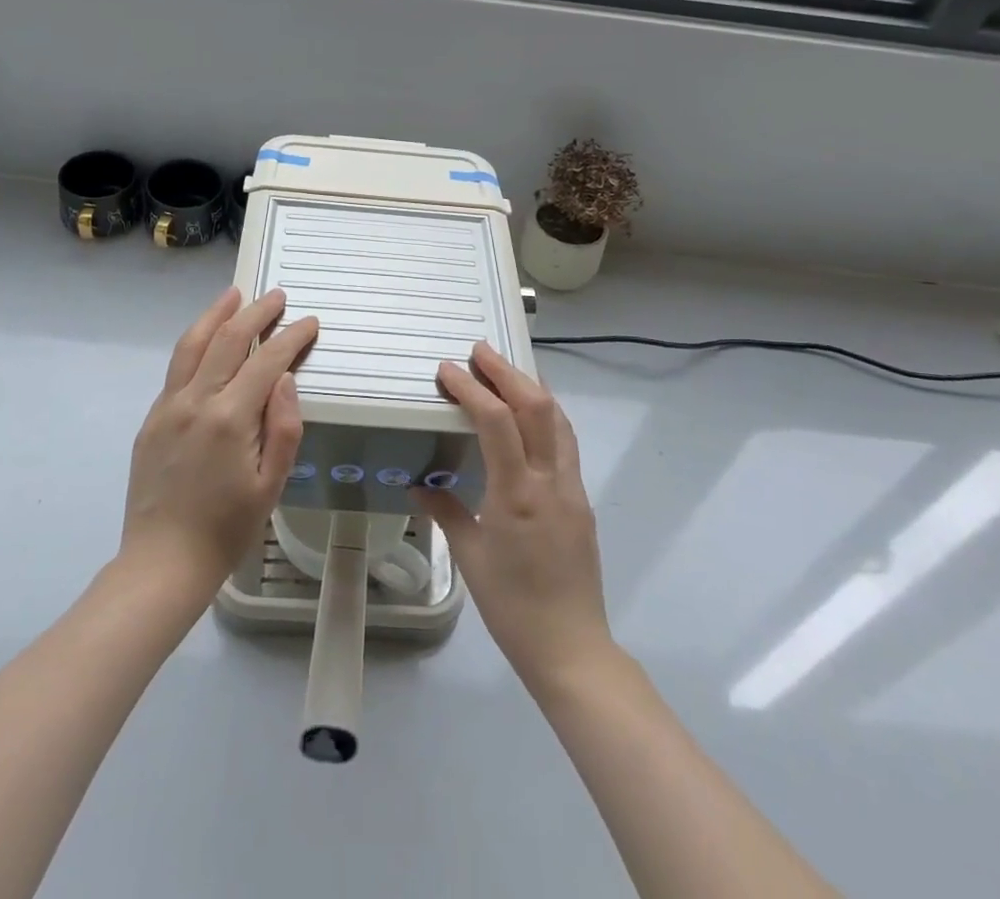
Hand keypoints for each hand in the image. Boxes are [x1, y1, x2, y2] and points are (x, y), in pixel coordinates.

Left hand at [120, 287, 318, 599]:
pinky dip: (195, 342)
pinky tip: (206, 339)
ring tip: (234, 295)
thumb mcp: (271, 486)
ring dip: (216, 314)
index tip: (309, 322)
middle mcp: (196, 400)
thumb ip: (284, 427)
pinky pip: (176, 368)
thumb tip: (287, 379)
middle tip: (277, 296)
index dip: (291, 337)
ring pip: (192, 344)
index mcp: (230, 418)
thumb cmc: (227, 529)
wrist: (162, 563)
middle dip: (257, 312)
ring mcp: (168, 407)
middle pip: (228, 339)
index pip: (266, 361)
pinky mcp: (152, 418)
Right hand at [415, 343, 611, 688]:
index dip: (472, 388)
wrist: (571, 648)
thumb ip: (445, 511)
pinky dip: (546, 414)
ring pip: (558, 419)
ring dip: (532, 387)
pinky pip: (565, 441)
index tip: (448, 370)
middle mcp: (550, 481)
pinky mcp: (581, 499)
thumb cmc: (512, 606)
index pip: (497, 422)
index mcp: (518, 494)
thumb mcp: (470, 557)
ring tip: (506, 370)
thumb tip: (419, 483)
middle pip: (537, 407)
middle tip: (479, 351)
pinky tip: (530, 414)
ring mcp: (571, 488)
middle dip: (507, 372)